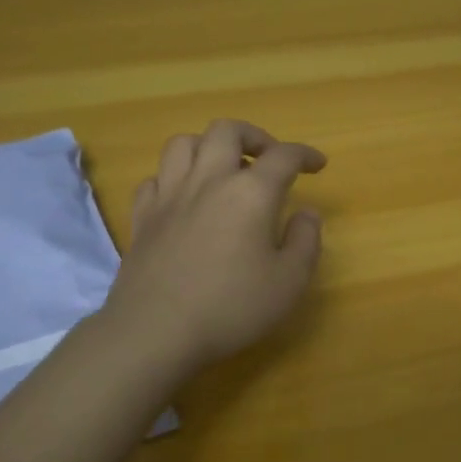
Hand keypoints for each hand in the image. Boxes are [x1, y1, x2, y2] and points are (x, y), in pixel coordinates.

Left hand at [100, 119, 326, 373]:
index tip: (317, 164)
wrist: (156, 331)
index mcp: (251, 193)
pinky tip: (184, 197)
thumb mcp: (289, 282)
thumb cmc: (232, 307)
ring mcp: (169, 196)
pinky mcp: (142, 217)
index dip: (305, 154)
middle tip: (268, 158)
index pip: (283, 156)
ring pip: (183, 143)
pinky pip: (154, 178)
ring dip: (208, 146)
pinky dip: (173, 178)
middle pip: (227, 131)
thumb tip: (306, 213)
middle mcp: (209, 181)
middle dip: (254, 136)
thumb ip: (305, 241)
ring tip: (223, 169)